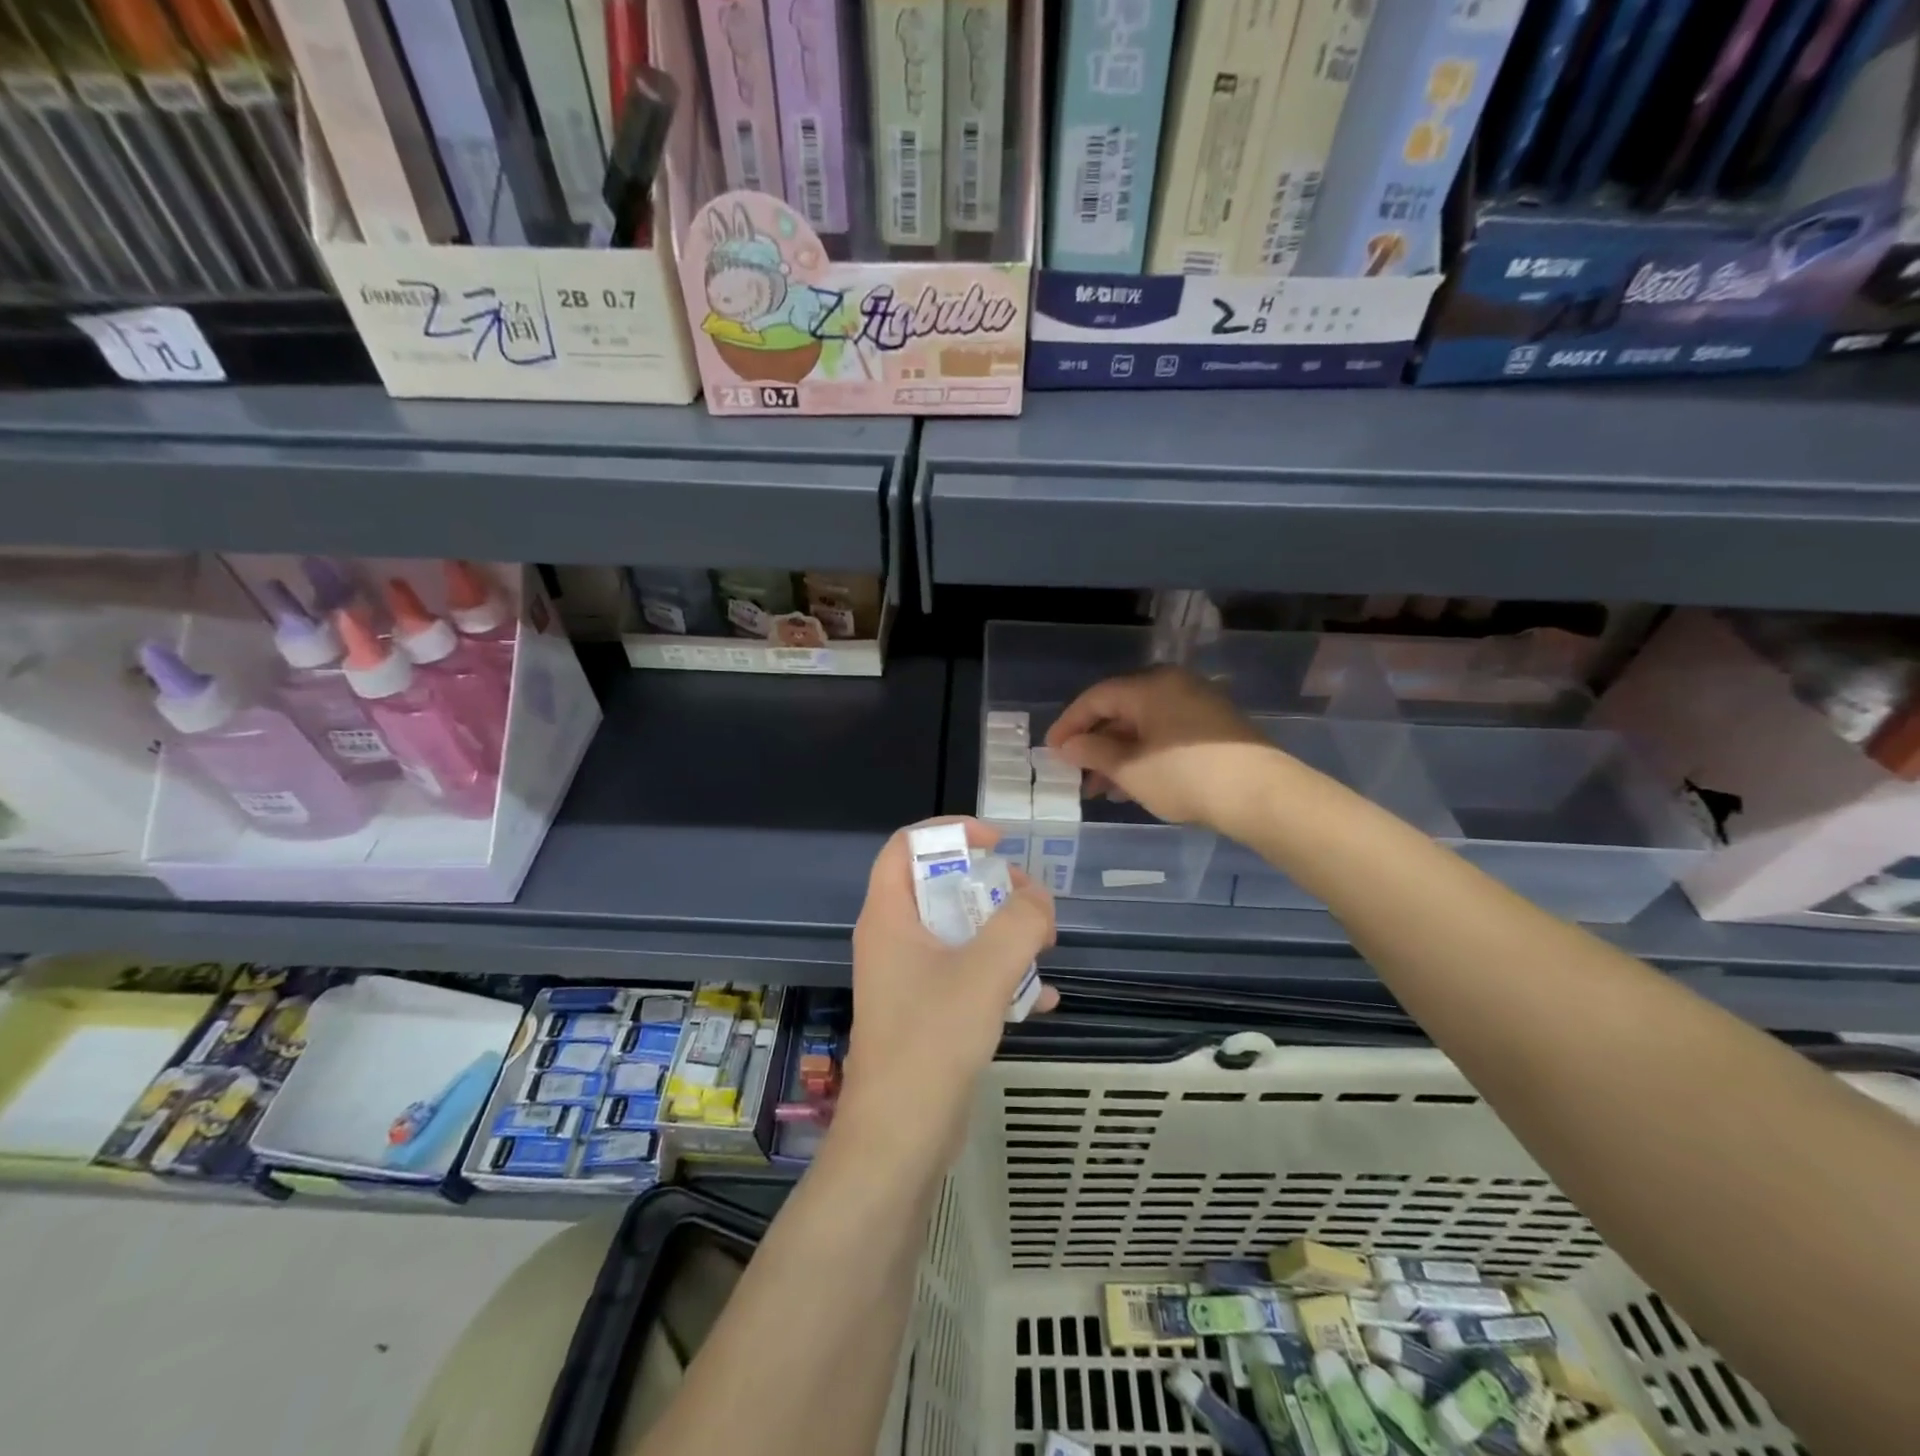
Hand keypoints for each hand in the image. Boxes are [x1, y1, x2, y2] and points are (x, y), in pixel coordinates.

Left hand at [842, 819, 1057, 1151]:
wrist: (901, 1137)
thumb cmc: (933, 1040)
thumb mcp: (985, 971)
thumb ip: (1019, 923)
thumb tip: (1038, 899)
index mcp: (889, 916)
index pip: (905, 845)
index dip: (949, 831)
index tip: (995, 842)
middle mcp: (893, 940)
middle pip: (938, 886)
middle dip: (989, 885)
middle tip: (1029, 899)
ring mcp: (908, 979)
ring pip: (957, 933)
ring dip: (1001, 932)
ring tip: (1044, 943)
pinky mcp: (926, 1013)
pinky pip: (966, 976)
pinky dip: (1001, 977)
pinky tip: (1043, 999)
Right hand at [1045, 666, 1277, 836]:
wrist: (1260, 794)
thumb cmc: (1185, 776)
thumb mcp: (1130, 769)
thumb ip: (1093, 753)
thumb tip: (1068, 746)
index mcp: (1149, 686)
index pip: (1096, 698)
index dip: (1069, 724)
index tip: (1051, 750)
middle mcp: (1173, 685)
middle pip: (1120, 710)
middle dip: (1094, 745)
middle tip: (1077, 774)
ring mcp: (1197, 704)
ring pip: (1143, 726)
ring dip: (1118, 755)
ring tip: (1103, 789)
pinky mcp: (1214, 726)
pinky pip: (1165, 733)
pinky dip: (1144, 755)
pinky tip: (1134, 784)